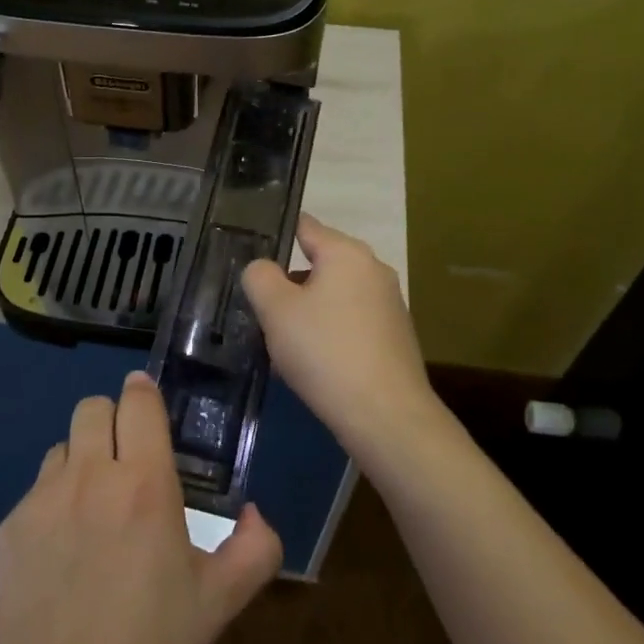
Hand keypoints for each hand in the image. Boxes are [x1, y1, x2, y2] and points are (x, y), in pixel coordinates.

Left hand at [0, 374, 282, 643]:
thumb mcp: (220, 602)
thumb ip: (255, 548)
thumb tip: (255, 513)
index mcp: (145, 485)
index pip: (138, 402)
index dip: (143, 394)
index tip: (148, 404)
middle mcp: (91, 477)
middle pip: (92, 407)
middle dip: (111, 421)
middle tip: (125, 459)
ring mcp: (43, 500)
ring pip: (61, 446)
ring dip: (80, 460)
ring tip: (92, 506)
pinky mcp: (11, 527)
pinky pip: (36, 490)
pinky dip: (53, 502)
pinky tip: (61, 551)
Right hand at [241, 213, 443, 468]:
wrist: (386, 416)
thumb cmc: (326, 351)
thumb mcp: (276, 310)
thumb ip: (260, 277)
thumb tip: (262, 269)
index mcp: (347, 253)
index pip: (305, 226)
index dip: (275, 235)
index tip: (249, 253)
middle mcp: (373, 270)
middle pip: (319, 265)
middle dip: (289, 284)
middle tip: (260, 310)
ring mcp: (389, 304)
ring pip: (333, 297)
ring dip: (307, 314)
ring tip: (281, 345)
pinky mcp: (395, 337)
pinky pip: (350, 323)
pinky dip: (329, 335)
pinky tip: (313, 365)